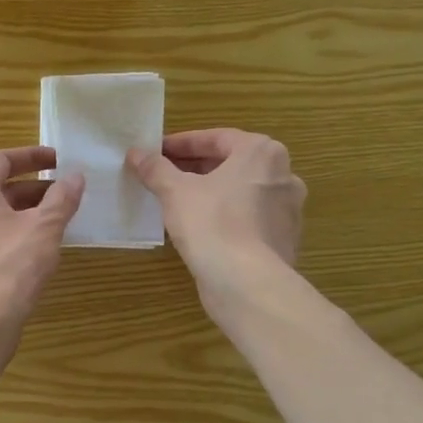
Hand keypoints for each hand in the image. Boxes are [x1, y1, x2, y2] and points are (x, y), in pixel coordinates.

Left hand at [0, 147, 84, 345]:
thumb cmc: (10, 267)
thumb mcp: (44, 228)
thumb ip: (61, 199)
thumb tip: (75, 176)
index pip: (0, 160)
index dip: (31, 156)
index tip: (57, 160)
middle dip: (31, 188)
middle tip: (61, 193)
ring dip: (21, 212)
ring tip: (53, 221)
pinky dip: (9, 234)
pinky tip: (32, 250)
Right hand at [127, 129, 305, 305]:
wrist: (247, 284)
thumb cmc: (212, 224)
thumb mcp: (175, 191)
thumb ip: (156, 168)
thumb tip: (136, 153)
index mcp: (262, 153)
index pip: (216, 138)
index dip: (181, 144)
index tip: (155, 152)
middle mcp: (283, 175)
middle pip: (230, 164)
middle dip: (194, 168)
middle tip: (161, 175)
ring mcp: (287, 210)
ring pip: (239, 192)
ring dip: (209, 193)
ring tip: (175, 201)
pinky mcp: (281, 239)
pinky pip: (246, 218)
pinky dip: (223, 216)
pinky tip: (197, 228)